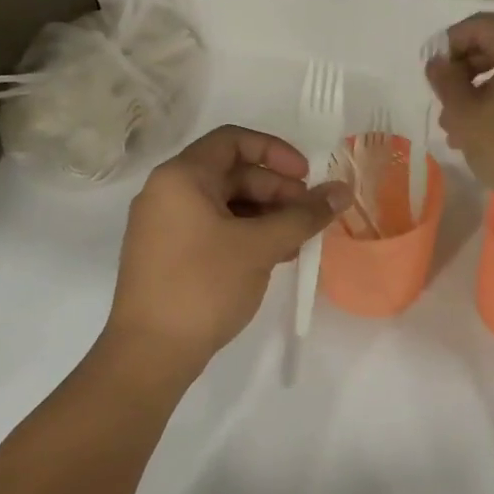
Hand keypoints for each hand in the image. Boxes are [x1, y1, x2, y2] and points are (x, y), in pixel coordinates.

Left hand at [103, 125, 349, 373]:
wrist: (150, 353)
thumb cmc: (204, 286)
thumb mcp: (260, 246)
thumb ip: (304, 215)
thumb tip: (343, 190)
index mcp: (181, 177)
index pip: (233, 140)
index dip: (276, 152)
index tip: (306, 178)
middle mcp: (167, 192)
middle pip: (231, 173)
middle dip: (276, 190)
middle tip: (308, 217)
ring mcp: (164, 225)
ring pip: (225, 204)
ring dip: (266, 215)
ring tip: (297, 242)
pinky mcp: (168, 254)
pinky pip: (213, 228)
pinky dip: (245, 234)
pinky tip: (274, 256)